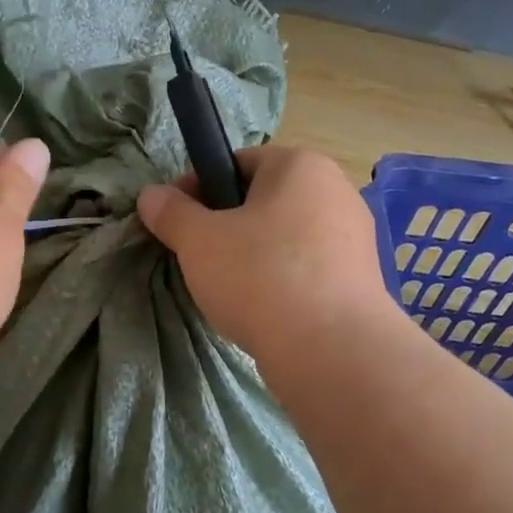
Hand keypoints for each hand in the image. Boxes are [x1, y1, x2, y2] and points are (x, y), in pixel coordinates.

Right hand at [136, 146, 395, 366]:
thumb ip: (171, 213)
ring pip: (285, 237)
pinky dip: (282, 281)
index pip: (237, 162)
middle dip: (227, 225)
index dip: (198, 189)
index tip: (176, 222)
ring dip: (253, 255)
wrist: (331, 350)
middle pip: (263, 200)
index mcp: (300, 165)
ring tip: (229, 290)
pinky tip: (263, 310)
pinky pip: (307, 269)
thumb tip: (151, 195)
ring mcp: (355, 236)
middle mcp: (336, 190)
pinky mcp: (361, 279)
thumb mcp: (198, 241)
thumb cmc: (259, 276)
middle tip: (199, 259)